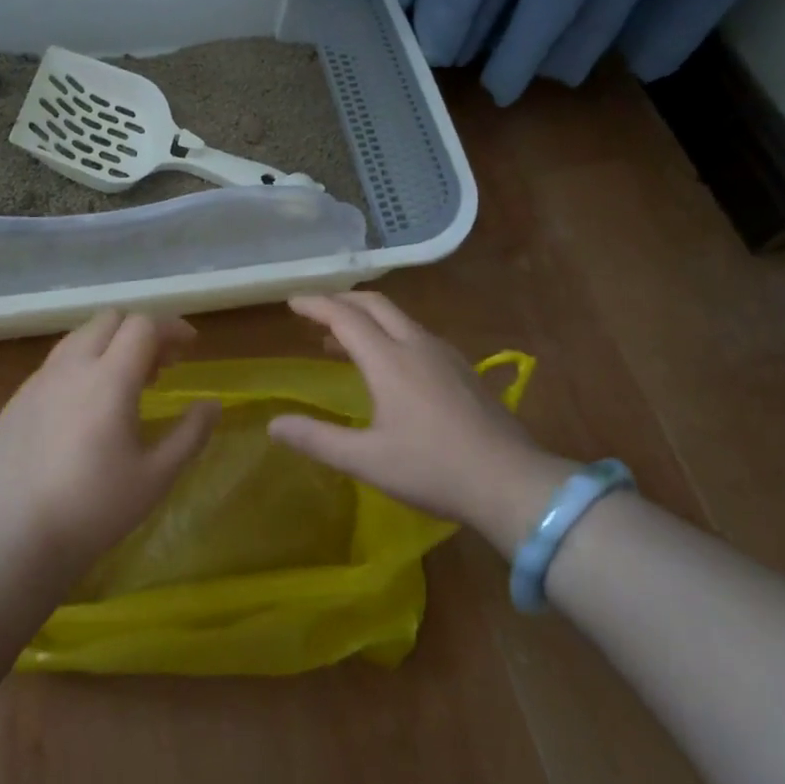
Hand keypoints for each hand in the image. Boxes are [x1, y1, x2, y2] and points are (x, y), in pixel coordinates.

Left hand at [0, 310, 219, 582]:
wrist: (19, 538)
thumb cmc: (97, 508)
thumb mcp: (157, 475)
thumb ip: (191, 433)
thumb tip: (213, 405)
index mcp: (109, 378)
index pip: (143, 325)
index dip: (171, 328)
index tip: (189, 348)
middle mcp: (71, 367)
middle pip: (109, 320)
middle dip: (139, 331)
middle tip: (159, 367)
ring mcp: (38, 382)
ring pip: (78, 338)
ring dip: (107, 346)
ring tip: (122, 384)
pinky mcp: (16, 401)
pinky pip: (54, 366)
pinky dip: (79, 368)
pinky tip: (83, 410)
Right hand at [267, 292, 574, 553]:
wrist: (511, 482)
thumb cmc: (433, 469)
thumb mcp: (366, 460)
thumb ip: (317, 439)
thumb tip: (273, 424)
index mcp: (390, 360)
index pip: (345, 317)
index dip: (316, 306)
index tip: (292, 303)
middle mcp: (417, 346)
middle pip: (375, 304)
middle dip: (342, 300)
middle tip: (315, 311)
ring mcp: (445, 355)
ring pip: (400, 318)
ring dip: (367, 318)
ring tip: (343, 339)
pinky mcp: (463, 370)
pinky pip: (418, 335)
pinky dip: (391, 333)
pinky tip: (390, 363)